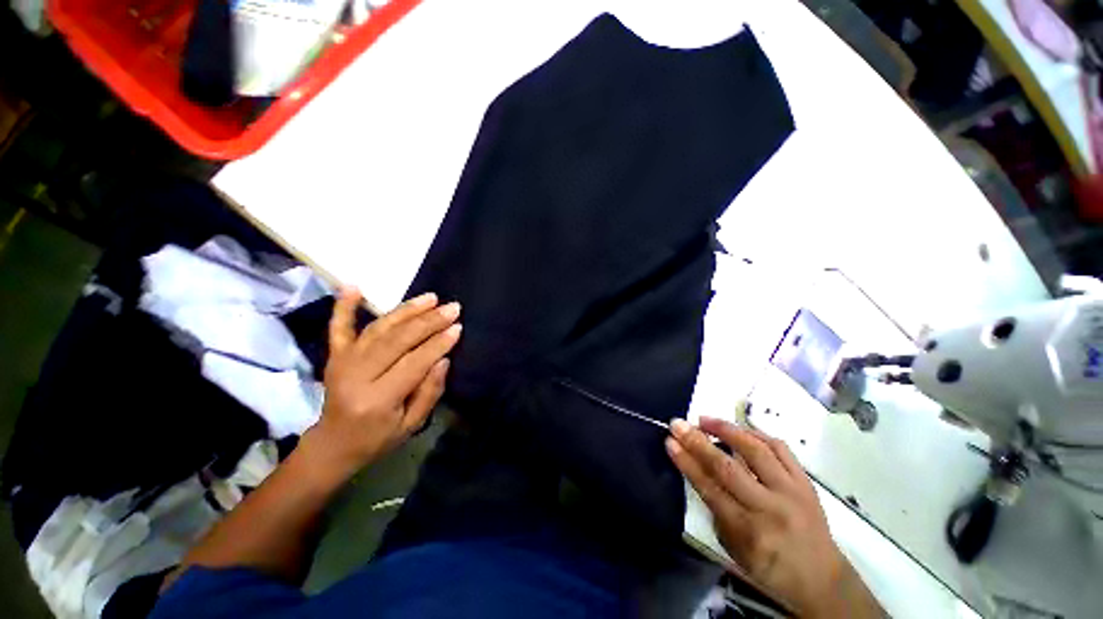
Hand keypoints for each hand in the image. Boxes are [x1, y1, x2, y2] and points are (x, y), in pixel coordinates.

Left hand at [301, 288, 460, 477]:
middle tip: (452, 308)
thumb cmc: (377, 438)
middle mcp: (357, 376)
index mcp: (377, 399)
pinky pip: (339, 327)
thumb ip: (429, 392)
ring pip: (379, 328)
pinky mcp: (334, 355)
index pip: (413, 363)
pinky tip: (354, 287)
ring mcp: (342, 362)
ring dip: (406, 310)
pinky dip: (345, 306)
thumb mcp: (411, 425)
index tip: (458, 326)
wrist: (332, 444)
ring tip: (431, 298)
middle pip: (397, 340)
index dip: (438, 343)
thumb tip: (444, 359)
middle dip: (429, 322)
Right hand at [667, 417, 882, 618]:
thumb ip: (717, 510)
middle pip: (728, 467)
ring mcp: (791, 491)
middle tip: (677, 423)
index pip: (710, 489)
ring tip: (704, 419)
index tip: (669, 442)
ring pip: (755, 451)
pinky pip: (780, 449)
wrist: (823, 579)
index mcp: (749, 532)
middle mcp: (770, 508)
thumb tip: (699, 471)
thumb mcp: (736, 550)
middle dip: (697, 441)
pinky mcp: (806, 482)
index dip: (687, 462)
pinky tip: (739, 429)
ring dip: (726, 430)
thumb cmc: (771, 568)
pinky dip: (756, 434)